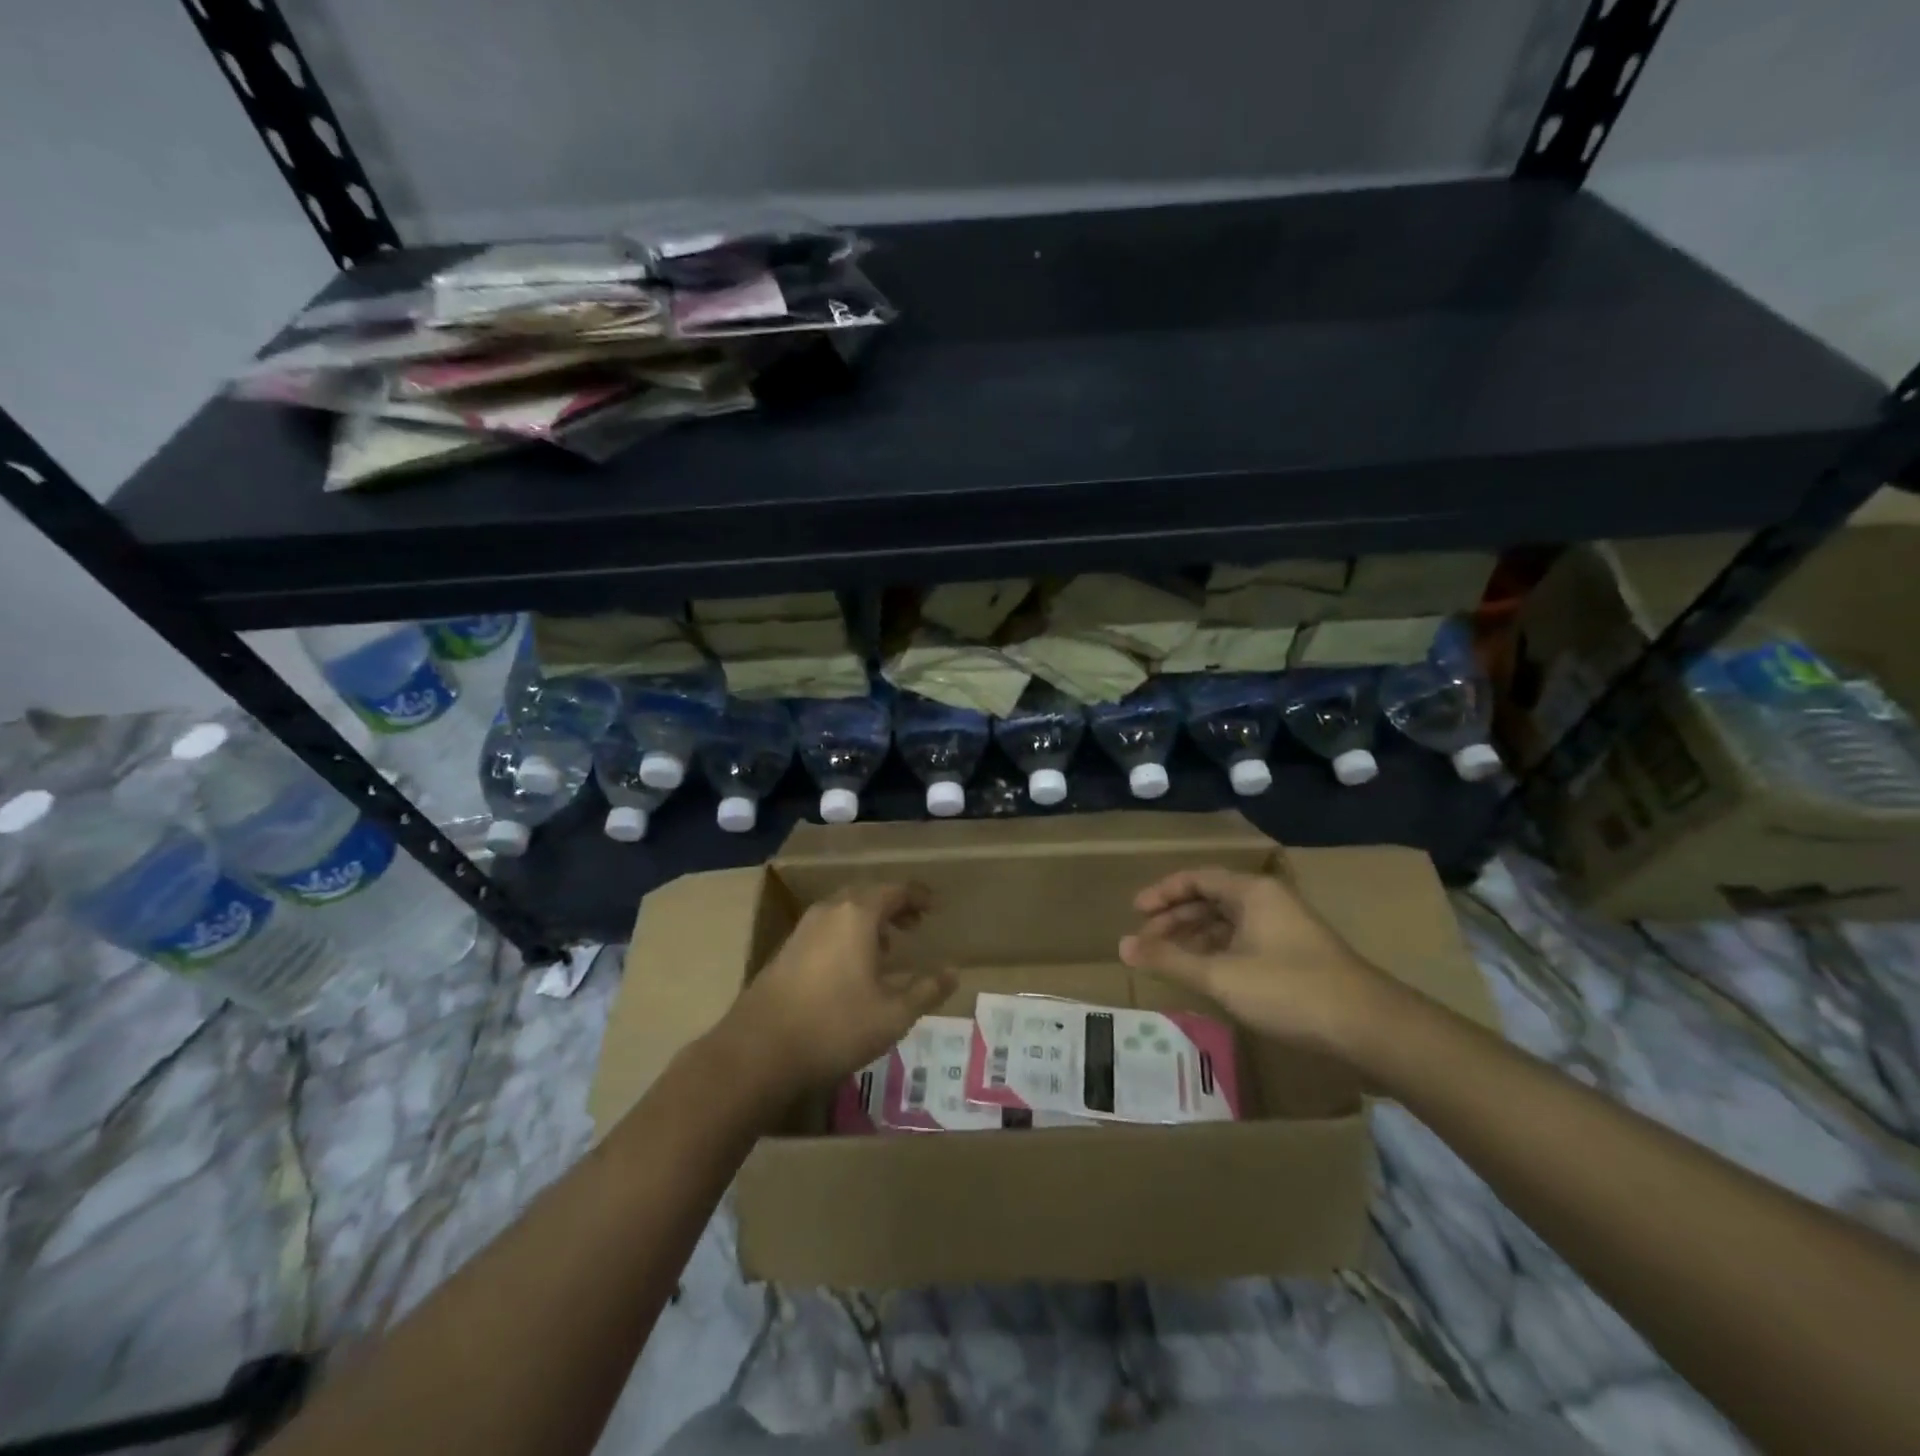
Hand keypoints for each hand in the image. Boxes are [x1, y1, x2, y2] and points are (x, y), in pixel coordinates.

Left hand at [721, 883, 954, 1096]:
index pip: (895, 890)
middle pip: (867, 894)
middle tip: (914, 924)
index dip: (918, 896)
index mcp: (857, 914)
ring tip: (887, 947)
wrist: (757, 1051)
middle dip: (893, 906)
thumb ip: (926, 991)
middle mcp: (829, 911)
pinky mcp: (786, 950)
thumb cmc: (834, 1026)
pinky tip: (852, 967)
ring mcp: (803, 929)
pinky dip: (847, 934)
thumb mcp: (892, 1015)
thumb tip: (954, 973)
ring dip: (868, 921)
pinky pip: (826, 928)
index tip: (935, 907)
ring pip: (844, 911)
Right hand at [1119, 867, 1395, 1055]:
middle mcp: (1268, 901)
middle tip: (1146, 940)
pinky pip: (1243, 941)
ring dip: (1195, 937)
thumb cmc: (1289, 990)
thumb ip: (1169, 959)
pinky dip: (1217, 953)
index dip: (1162, 893)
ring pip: (1227, 922)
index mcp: (1252, 892)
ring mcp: (1284, 928)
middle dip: (1175, 918)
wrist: (1369, 1027)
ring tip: (1169, 959)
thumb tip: (1123, 946)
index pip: (1196, 878)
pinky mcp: (1295, 955)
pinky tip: (1205, 974)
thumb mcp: (1220, 975)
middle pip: (1211, 899)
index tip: (1135, 913)